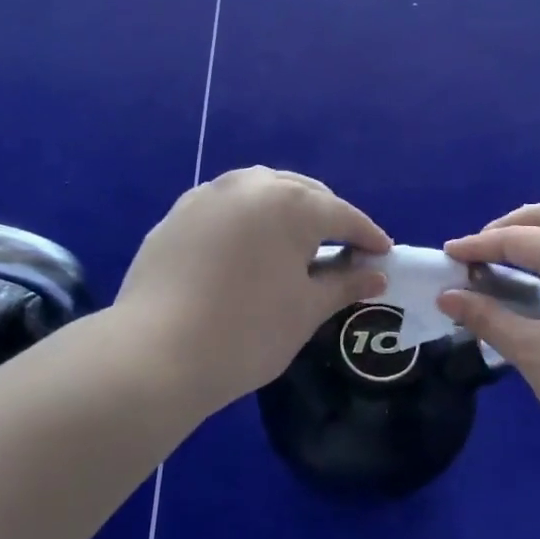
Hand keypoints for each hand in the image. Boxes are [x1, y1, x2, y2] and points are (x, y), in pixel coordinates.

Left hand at [117, 167, 389, 409]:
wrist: (155, 353)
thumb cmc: (248, 332)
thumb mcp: (306, 309)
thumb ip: (344, 284)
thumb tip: (375, 275)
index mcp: (291, 203)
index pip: (342, 215)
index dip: (367, 235)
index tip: (384, 253)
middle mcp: (250, 185)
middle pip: (302, 193)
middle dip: (327, 216)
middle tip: (343, 247)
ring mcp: (209, 195)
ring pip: (261, 192)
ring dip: (285, 210)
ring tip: (296, 241)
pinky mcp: (177, 213)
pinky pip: (227, 206)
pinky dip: (248, 219)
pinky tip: (248, 246)